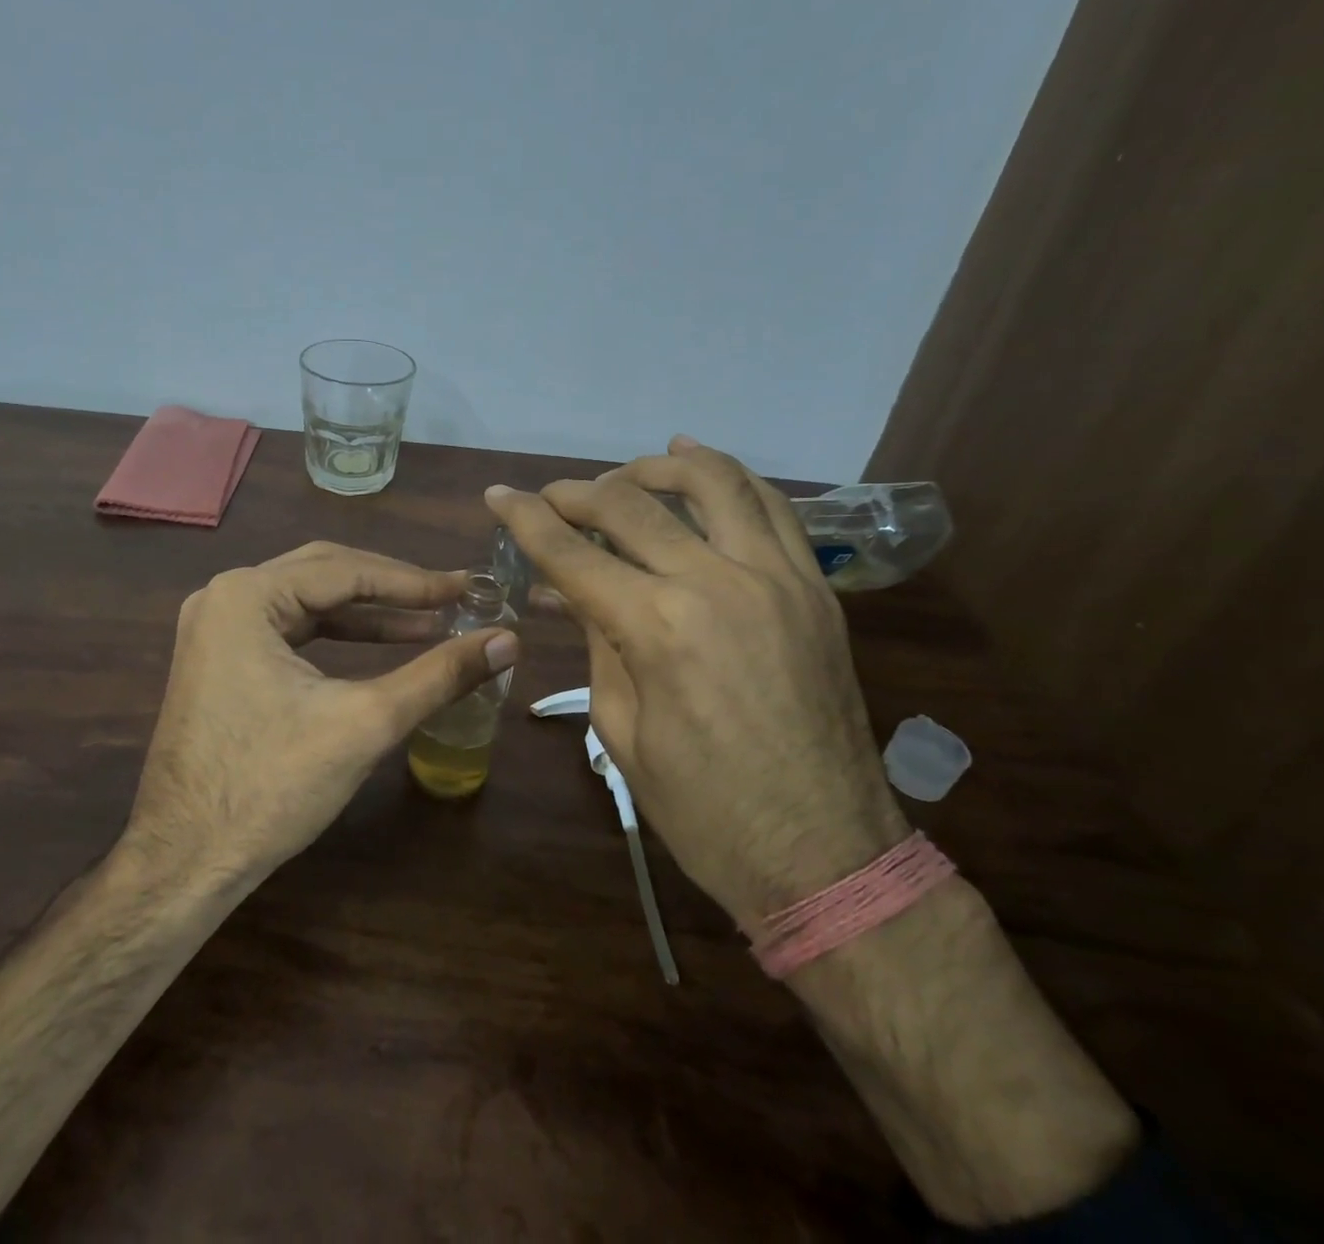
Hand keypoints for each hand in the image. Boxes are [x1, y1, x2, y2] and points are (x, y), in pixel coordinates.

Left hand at [124, 541, 518, 885]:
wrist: (185, 862)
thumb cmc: (272, 786)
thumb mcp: (366, 722)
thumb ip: (439, 674)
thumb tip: (509, 641)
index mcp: (246, 595)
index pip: (346, 570)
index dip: (414, 581)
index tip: (468, 589)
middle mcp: (224, 596)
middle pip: (325, 574)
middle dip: (391, 589)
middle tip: (451, 600)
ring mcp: (216, 628)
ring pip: (308, 601)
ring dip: (368, 614)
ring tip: (430, 625)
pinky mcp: (220, 659)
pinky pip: (288, 629)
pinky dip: (336, 636)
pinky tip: (380, 646)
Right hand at [488, 437, 907, 924]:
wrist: (825, 854)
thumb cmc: (703, 810)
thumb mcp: (622, 729)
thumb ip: (599, 641)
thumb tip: (574, 591)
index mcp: (658, 627)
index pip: (572, 553)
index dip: (526, 519)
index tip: (498, 495)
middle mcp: (718, 582)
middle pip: (632, 506)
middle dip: (578, 493)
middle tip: (549, 496)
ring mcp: (778, 578)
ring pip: (714, 483)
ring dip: (658, 469)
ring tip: (625, 474)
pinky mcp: (816, 589)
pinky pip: (774, 510)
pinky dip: (732, 478)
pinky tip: (701, 467)